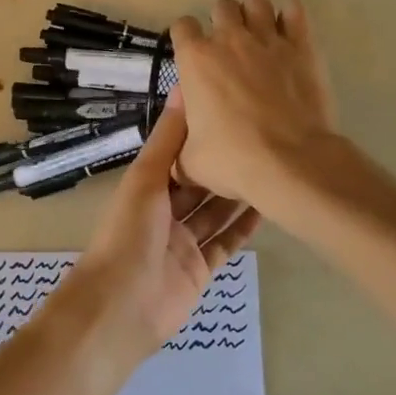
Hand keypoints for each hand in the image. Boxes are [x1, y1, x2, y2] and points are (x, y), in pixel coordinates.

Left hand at [53, 96, 259, 363]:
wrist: (121, 306)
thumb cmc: (129, 234)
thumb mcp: (145, 179)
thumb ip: (167, 139)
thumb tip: (182, 88)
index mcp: (146, 187)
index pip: (177, 154)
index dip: (200, 135)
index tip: (231, 110)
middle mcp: (164, 211)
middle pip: (199, 183)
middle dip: (223, 164)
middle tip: (263, 139)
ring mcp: (183, 241)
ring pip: (215, 211)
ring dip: (238, 193)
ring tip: (274, 168)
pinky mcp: (200, 268)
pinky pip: (225, 242)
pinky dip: (243, 227)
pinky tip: (268, 207)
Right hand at [171, 0, 337, 208]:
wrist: (291, 162)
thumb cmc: (233, 160)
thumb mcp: (190, 161)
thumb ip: (179, 145)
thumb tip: (176, 151)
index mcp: (195, 60)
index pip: (182, 26)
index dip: (185, 37)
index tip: (192, 54)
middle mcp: (229, 39)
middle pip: (221, 7)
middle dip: (221, 21)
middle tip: (228, 47)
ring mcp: (268, 39)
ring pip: (256, 0)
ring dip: (254, 12)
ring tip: (257, 33)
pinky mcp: (302, 46)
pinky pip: (295, 11)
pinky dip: (290, 16)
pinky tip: (288, 31)